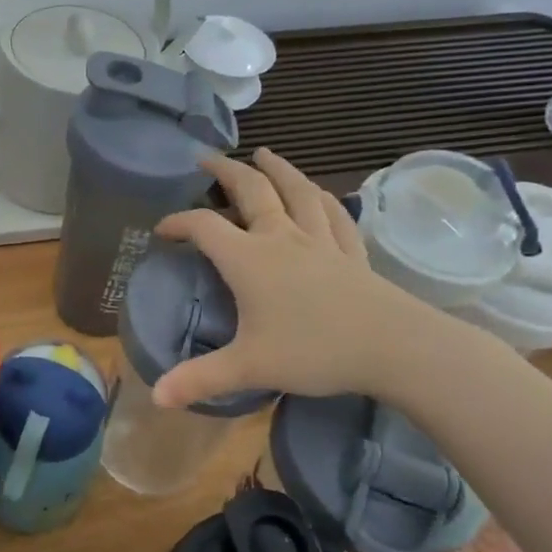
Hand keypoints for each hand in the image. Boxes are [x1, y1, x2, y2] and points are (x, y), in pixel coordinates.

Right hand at [150, 150, 420, 407]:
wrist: (394, 347)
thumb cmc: (314, 351)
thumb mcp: (249, 367)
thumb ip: (200, 379)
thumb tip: (157, 398)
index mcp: (248, 259)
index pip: (203, 226)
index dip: (178, 222)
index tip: (162, 230)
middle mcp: (281, 238)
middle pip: (250, 191)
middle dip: (226, 171)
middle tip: (207, 159)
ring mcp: (320, 241)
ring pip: (296, 192)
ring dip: (277, 170)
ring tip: (264, 154)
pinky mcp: (352, 252)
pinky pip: (334, 215)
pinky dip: (322, 198)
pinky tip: (319, 193)